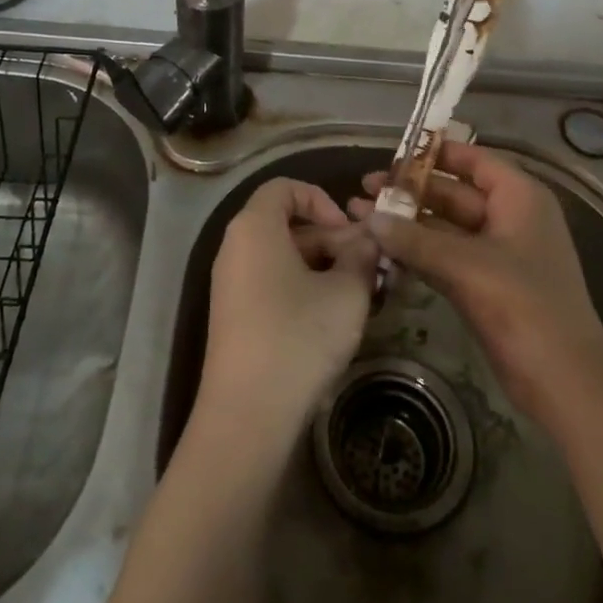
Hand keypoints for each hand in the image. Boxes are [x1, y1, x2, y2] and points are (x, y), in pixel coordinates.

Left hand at [197, 179, 380, 442]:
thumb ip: (362, 254)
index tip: (350, 232)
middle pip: (287, 224)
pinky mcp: (236, 317)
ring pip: (284, 257)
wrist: (248, 415)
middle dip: (332, 239)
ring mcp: (232, 285)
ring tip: (363, 295)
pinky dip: (305, 289)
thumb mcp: (346, 292)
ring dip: (325, 267)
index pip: (285, 187)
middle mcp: (235, 248)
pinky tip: (336, 318)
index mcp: (255, 228)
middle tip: (370, 268)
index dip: (322, 200)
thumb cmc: (299, 337)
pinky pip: (273, 284)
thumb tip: (368, 239)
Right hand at [353, 143, 602, 425]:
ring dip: (408, 224)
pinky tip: (383, 251)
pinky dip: (417, 253)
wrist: (564, 381)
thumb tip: (371, 219)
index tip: (393, 155)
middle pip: (455, 193)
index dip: (435, 154)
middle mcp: (510, 218)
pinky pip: (446, 257)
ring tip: (361, 217)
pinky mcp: (487, 286)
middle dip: (410, 192)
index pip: (474, 161)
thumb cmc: (524, 306)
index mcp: (520, 198)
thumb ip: (415, 240)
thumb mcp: (466, 266)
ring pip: (446, 228)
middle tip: (364, 191)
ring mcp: (499, 254)